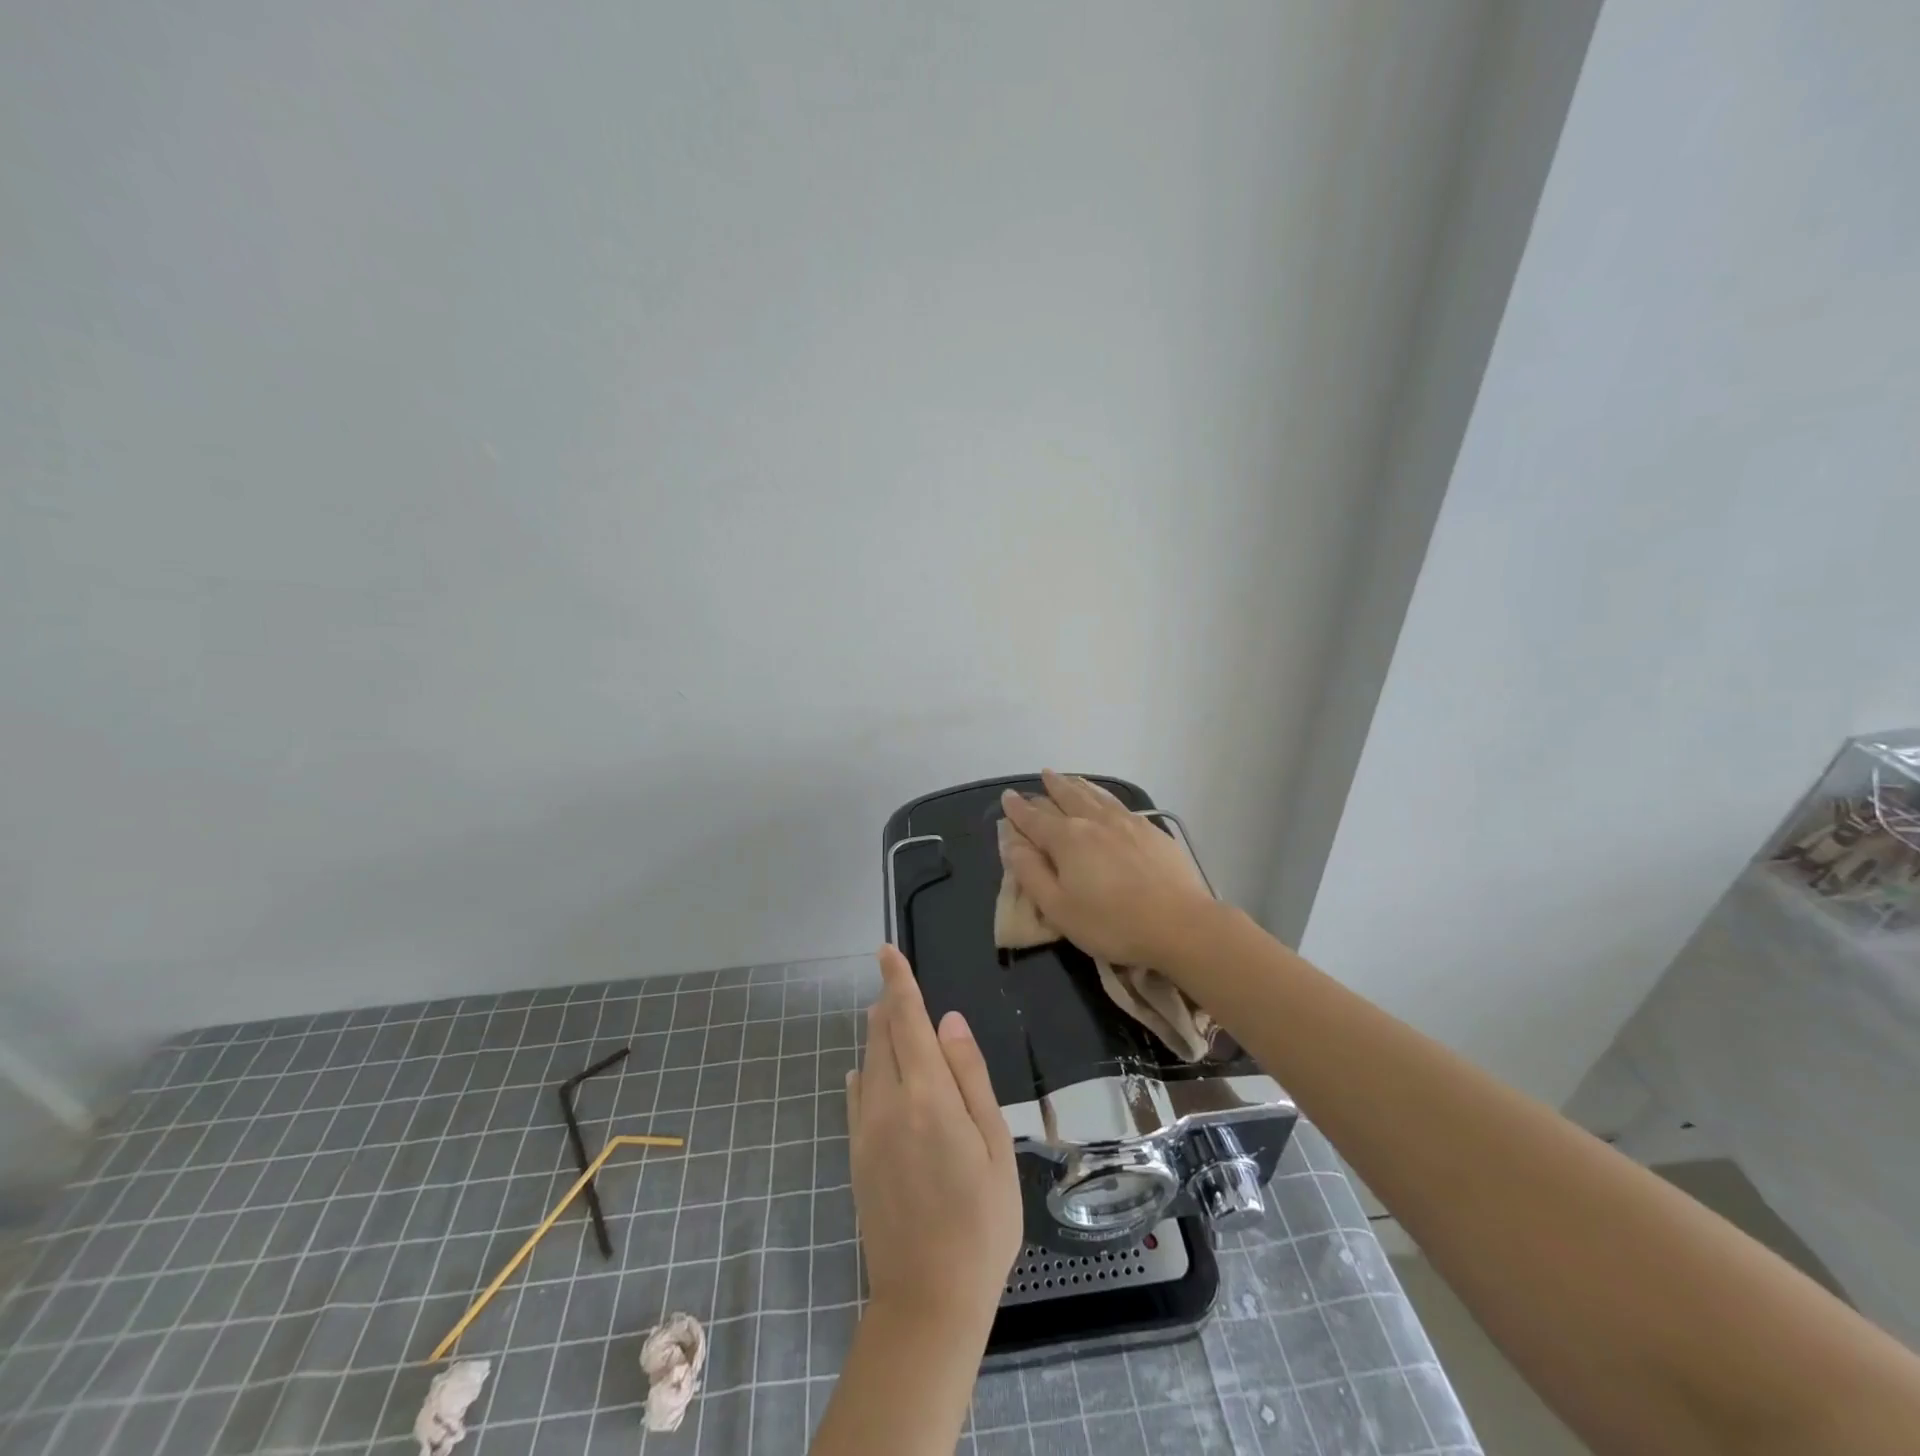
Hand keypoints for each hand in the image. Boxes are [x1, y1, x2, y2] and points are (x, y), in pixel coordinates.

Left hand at [847, 946, 1022, 1331]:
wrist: (928, 1299)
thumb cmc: (981, 1222)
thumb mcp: (994, 1145)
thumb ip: (970, 1077)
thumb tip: (949, 1022)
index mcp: (927, 1096)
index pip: (906, 1021)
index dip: (898, 982)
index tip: (886, 951)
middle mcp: (887, 1103)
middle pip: (882, 1035)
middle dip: (890, 1004)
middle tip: (899, 984)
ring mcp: (865, 1130)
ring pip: (868, 1061)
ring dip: (880, 1034)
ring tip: (894, 1020)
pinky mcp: (855, 1154)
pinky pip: (857, 1095)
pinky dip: (867, 1071)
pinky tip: (873, 1071)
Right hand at [999, 769, 1220, 969]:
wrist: (1180, 924)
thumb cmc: (1111, 922)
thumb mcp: (1058, 908)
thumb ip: (1031, 873)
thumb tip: (1012, 843)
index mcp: (1066, 839)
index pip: (1034, 818)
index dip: (1018, 808)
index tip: (1008, 797)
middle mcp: (1094, 821)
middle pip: (1067, 796)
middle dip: (1051, 786)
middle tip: (1043, 775)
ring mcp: (1126, 822)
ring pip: (1095, 795)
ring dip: (1078, 785)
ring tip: (1069, 778)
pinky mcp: (1151, 830)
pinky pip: (1119, 803)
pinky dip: (1104, 795)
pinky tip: (1106, 799)